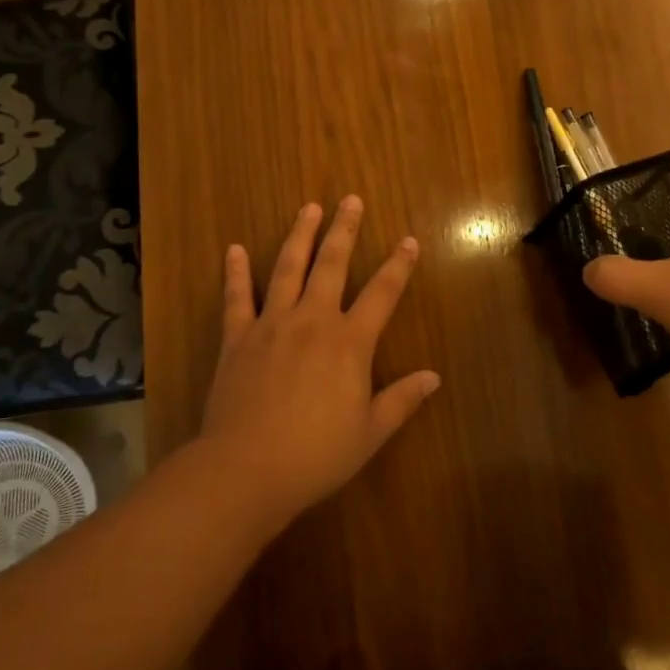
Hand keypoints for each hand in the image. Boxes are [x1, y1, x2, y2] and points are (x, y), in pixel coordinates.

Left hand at [199, 196, 439, 524]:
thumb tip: (434, 377)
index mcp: (350, 342)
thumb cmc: (316, 454)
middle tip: (351, 200)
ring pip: (288, 269)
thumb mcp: (370, 432)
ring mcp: (272, 324)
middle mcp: (313, 321)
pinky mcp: (238, 338)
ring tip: (309, 208)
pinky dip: (236, 272)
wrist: (246, 469)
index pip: (382, 294)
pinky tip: (236, 249)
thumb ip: (402, 400)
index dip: (398, 265)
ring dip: (300, 235)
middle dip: (345, 230)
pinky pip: (237, 298)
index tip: (408, 240)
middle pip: (333, 265)